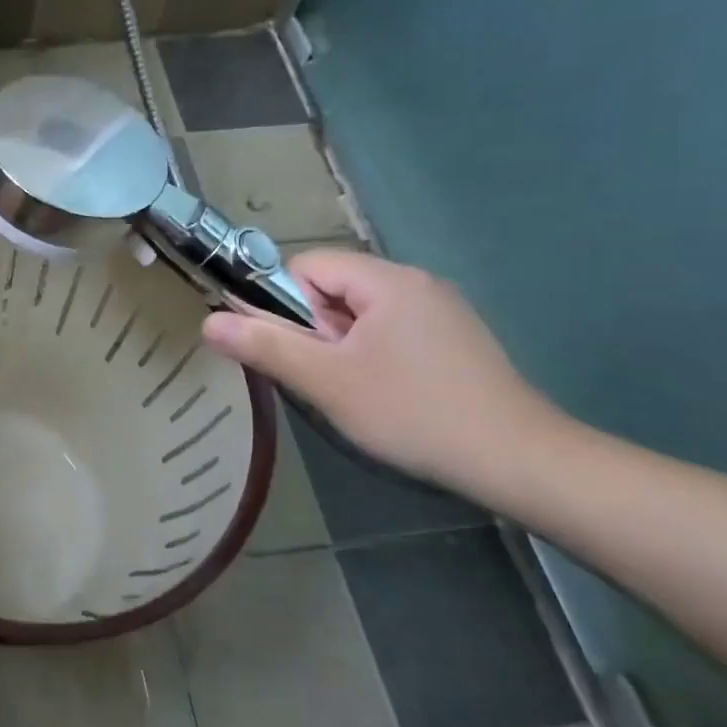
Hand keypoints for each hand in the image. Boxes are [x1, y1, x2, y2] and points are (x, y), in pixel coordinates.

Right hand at [202, 250, 563, 492]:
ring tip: (357, 392)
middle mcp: (416, 282)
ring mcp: (441, 311)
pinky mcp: (455, 339)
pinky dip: (374, 356)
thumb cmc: (412, 412)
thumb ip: (266, 345)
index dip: (287, 305)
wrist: (518, 461)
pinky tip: (389, 395)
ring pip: (361, 314)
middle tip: (328, 378)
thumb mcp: (326, 381)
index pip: (307, 266)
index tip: (300, 351)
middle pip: (333, 288)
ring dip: (343, 346)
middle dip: (317, 329)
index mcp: (387, 280)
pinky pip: (392, 331)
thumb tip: (209, 321)